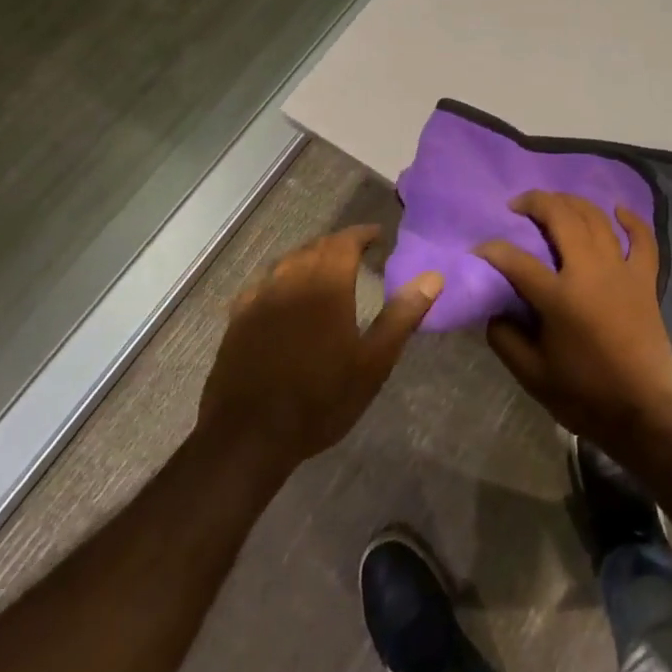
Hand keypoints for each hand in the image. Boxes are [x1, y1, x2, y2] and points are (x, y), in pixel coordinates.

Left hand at [198, 225, 440, 475]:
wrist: (249, 437)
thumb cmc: (321, 399)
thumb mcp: (373, 363)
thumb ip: (402, 315)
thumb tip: (433, 277)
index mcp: (326, 286)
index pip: (345, 242)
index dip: (362, 234)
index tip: (378, 236)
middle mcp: (290, 281)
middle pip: (315, 248)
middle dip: (338, 244)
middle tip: (357, 252)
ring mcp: (259, 300)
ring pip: (287, 263)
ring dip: (309, 258)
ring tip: (325, 269)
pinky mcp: (237, 320)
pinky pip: (262, 284)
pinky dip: (281, 279)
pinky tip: (284, 294)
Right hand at [477, 192, 671, 451]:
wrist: (642, 412)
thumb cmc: (584, 395)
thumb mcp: (532, 375)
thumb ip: (506, 338)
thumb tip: (496, 310)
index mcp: (558, 296)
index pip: (516, 260)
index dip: (492, 250)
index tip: (479, 249)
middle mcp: (590, 271)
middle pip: (561, 218)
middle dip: (535, 203)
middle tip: (518, 205)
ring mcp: (621, 271)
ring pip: (597, 219)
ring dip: (573, 203)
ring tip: (555, 202)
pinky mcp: (645, 280)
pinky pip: (642, 240)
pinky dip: (631, 220)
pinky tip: (618, 209)